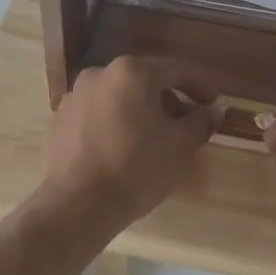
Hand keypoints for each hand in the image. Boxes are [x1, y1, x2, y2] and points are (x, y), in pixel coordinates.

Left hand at [37, 57, 218, 236]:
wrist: (77, 204)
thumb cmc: (136, 168)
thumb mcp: (178, 146)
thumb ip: (200, 122)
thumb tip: (215, 110)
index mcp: (131, 72)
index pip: (176, 70)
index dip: (200, 86)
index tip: (214, 103)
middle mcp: (100, 73)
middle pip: (145, 80)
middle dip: (170, 99)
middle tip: (187, 123)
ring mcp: (75, 95)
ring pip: (119, 96)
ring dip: (141, 110)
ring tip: (156, 138)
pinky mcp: (60, 119)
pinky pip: (98, 113)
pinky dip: (116, 122)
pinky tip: (124, 147)